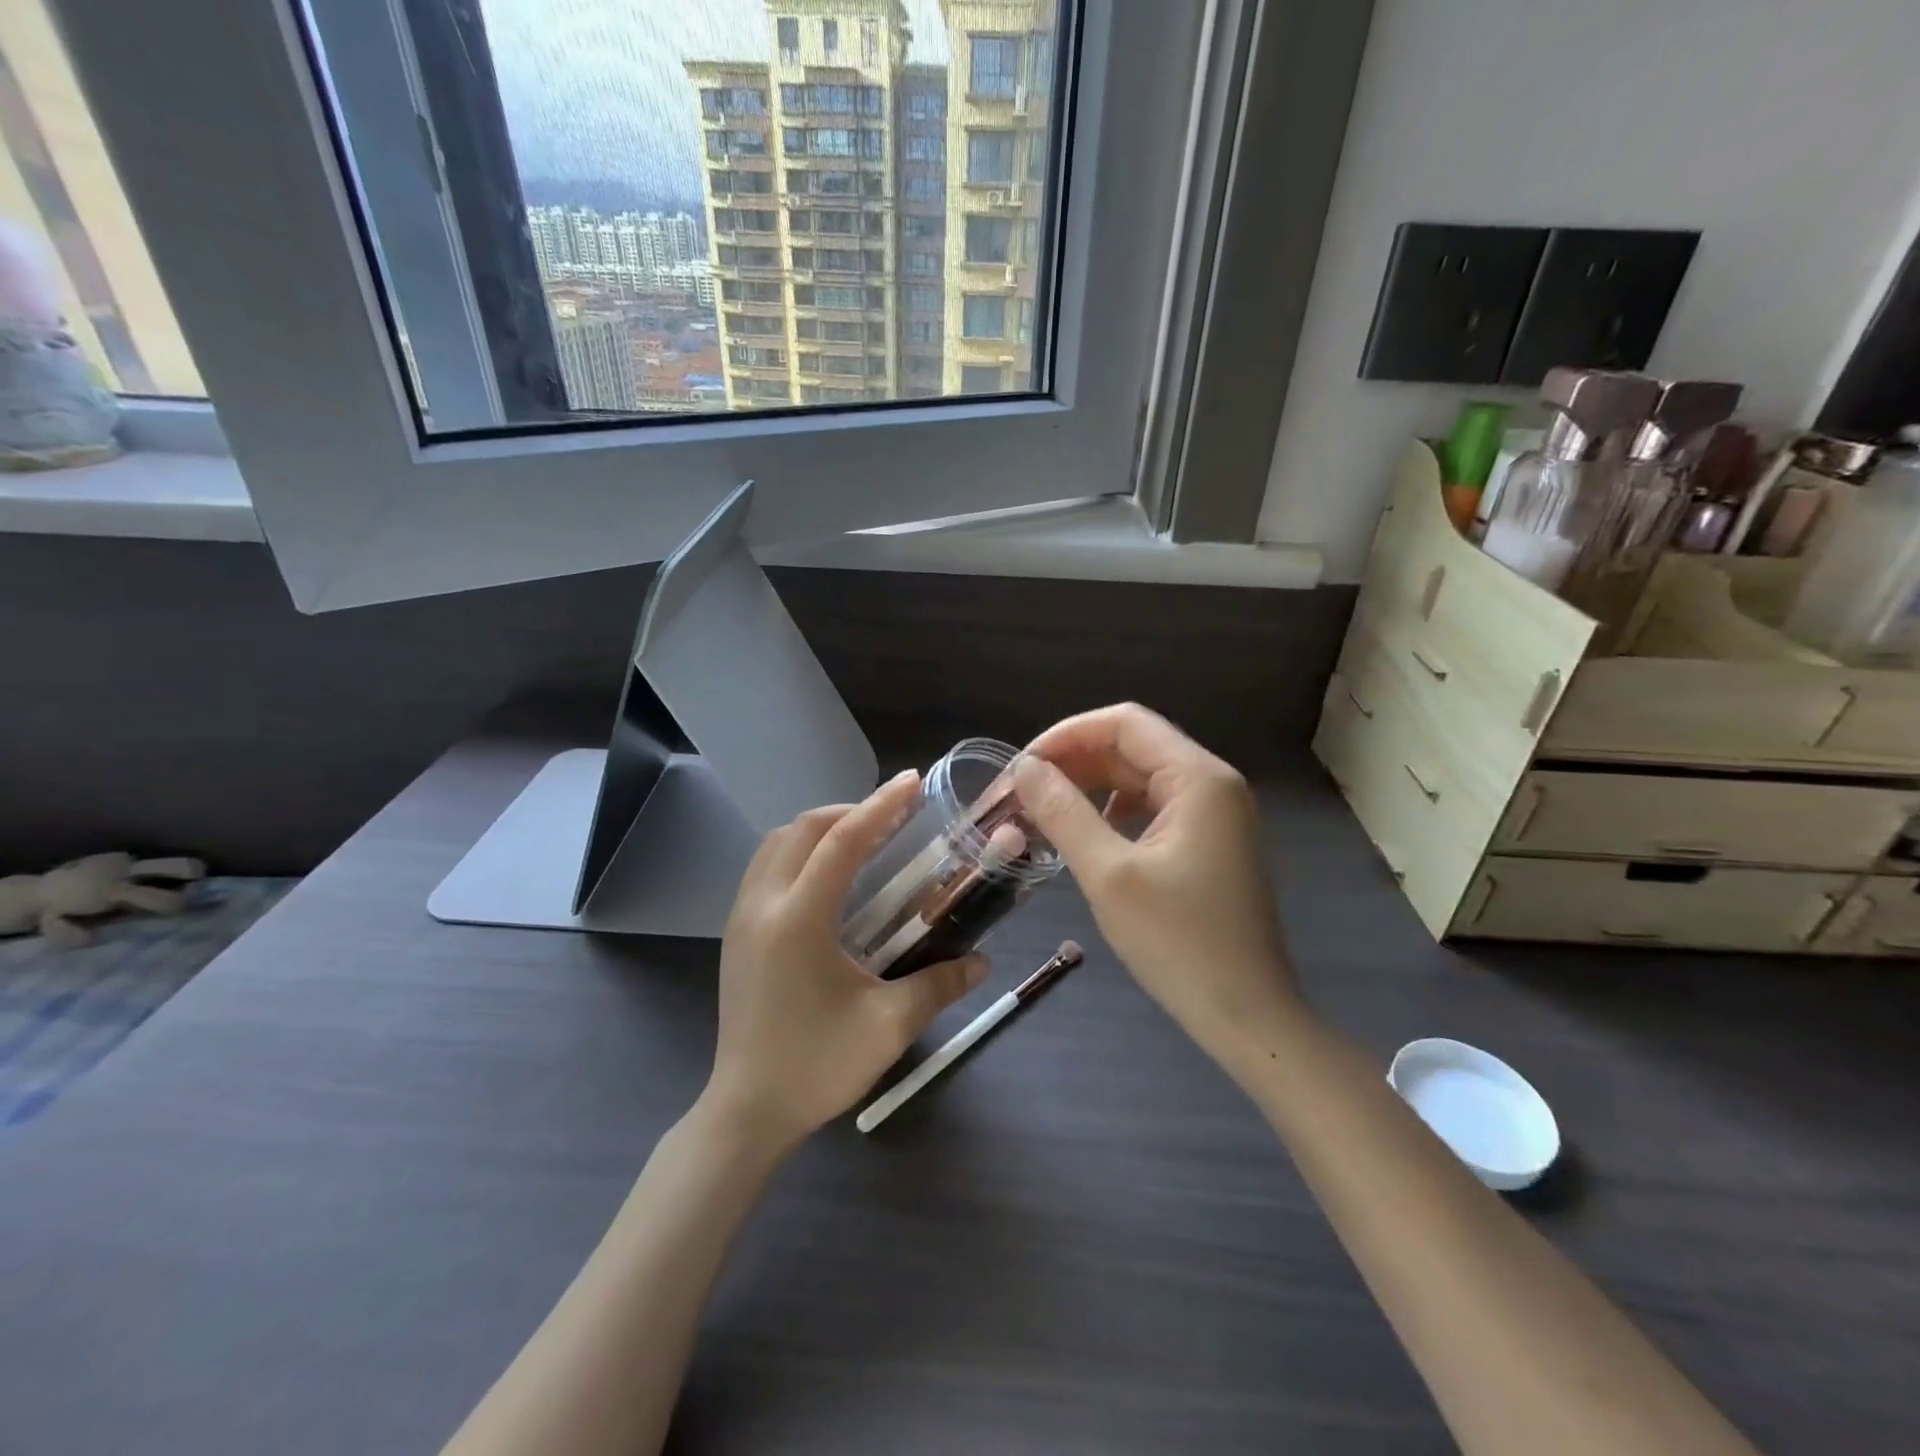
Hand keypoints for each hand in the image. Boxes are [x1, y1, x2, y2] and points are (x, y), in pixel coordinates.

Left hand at [703, 770, 988, 1153]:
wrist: (747, 1111)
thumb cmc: (817, 1066)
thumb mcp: (888, 1026)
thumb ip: (939, 985)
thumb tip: (982, 961)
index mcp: (798, 919)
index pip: (842, 841)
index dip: (880, 806)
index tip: (911, 782)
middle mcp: (763, 904)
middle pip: (803, 829)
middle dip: (850, 811)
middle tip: (892, 819)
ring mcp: (741, 917)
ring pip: (776, 843)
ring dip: (819, 830)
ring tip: (861, 842)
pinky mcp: (735, 933)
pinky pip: (764, 867)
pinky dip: (798, 852)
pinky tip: (827, 879)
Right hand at [1012, 704, 1299, 1056]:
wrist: (1248, 1016)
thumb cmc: (1179, 945)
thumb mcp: (1109, 875)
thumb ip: (1063, 813)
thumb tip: (1025, 768)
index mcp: (1199, 778)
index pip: (1124, 723)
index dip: (1067, 735)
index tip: (1022, 768)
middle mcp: (1213, 782)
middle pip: (1134, 745)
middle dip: (1075, 761)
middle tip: (1024, 793)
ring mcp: (1216, 812)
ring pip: (1141, 775)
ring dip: (1092, 785)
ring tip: (1046, 811)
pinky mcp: (1211, 840)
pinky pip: (1154, 805)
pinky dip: (1114, 810)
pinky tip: (1088, 834)